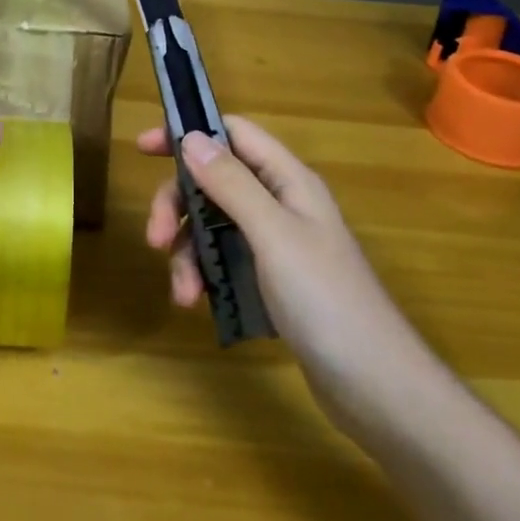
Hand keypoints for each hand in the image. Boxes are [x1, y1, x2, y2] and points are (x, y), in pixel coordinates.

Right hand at [138, 118, 437, 430]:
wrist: (376, 386)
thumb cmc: (326, 300)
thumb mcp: (273, 234)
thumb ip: (232, 184)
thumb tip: (191, 137)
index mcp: (288, 181)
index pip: (233, 135)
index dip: (188, 134)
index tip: (143, 149)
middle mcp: (281, 204)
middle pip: (214, 183)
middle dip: (179, 207)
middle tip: (155, 239)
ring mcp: (276, 245)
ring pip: (213, 226)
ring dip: (188, 252)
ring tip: (182, 292)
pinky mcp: (271, 281)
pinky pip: (224, 262)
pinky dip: (203, 276)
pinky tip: (195, 303)